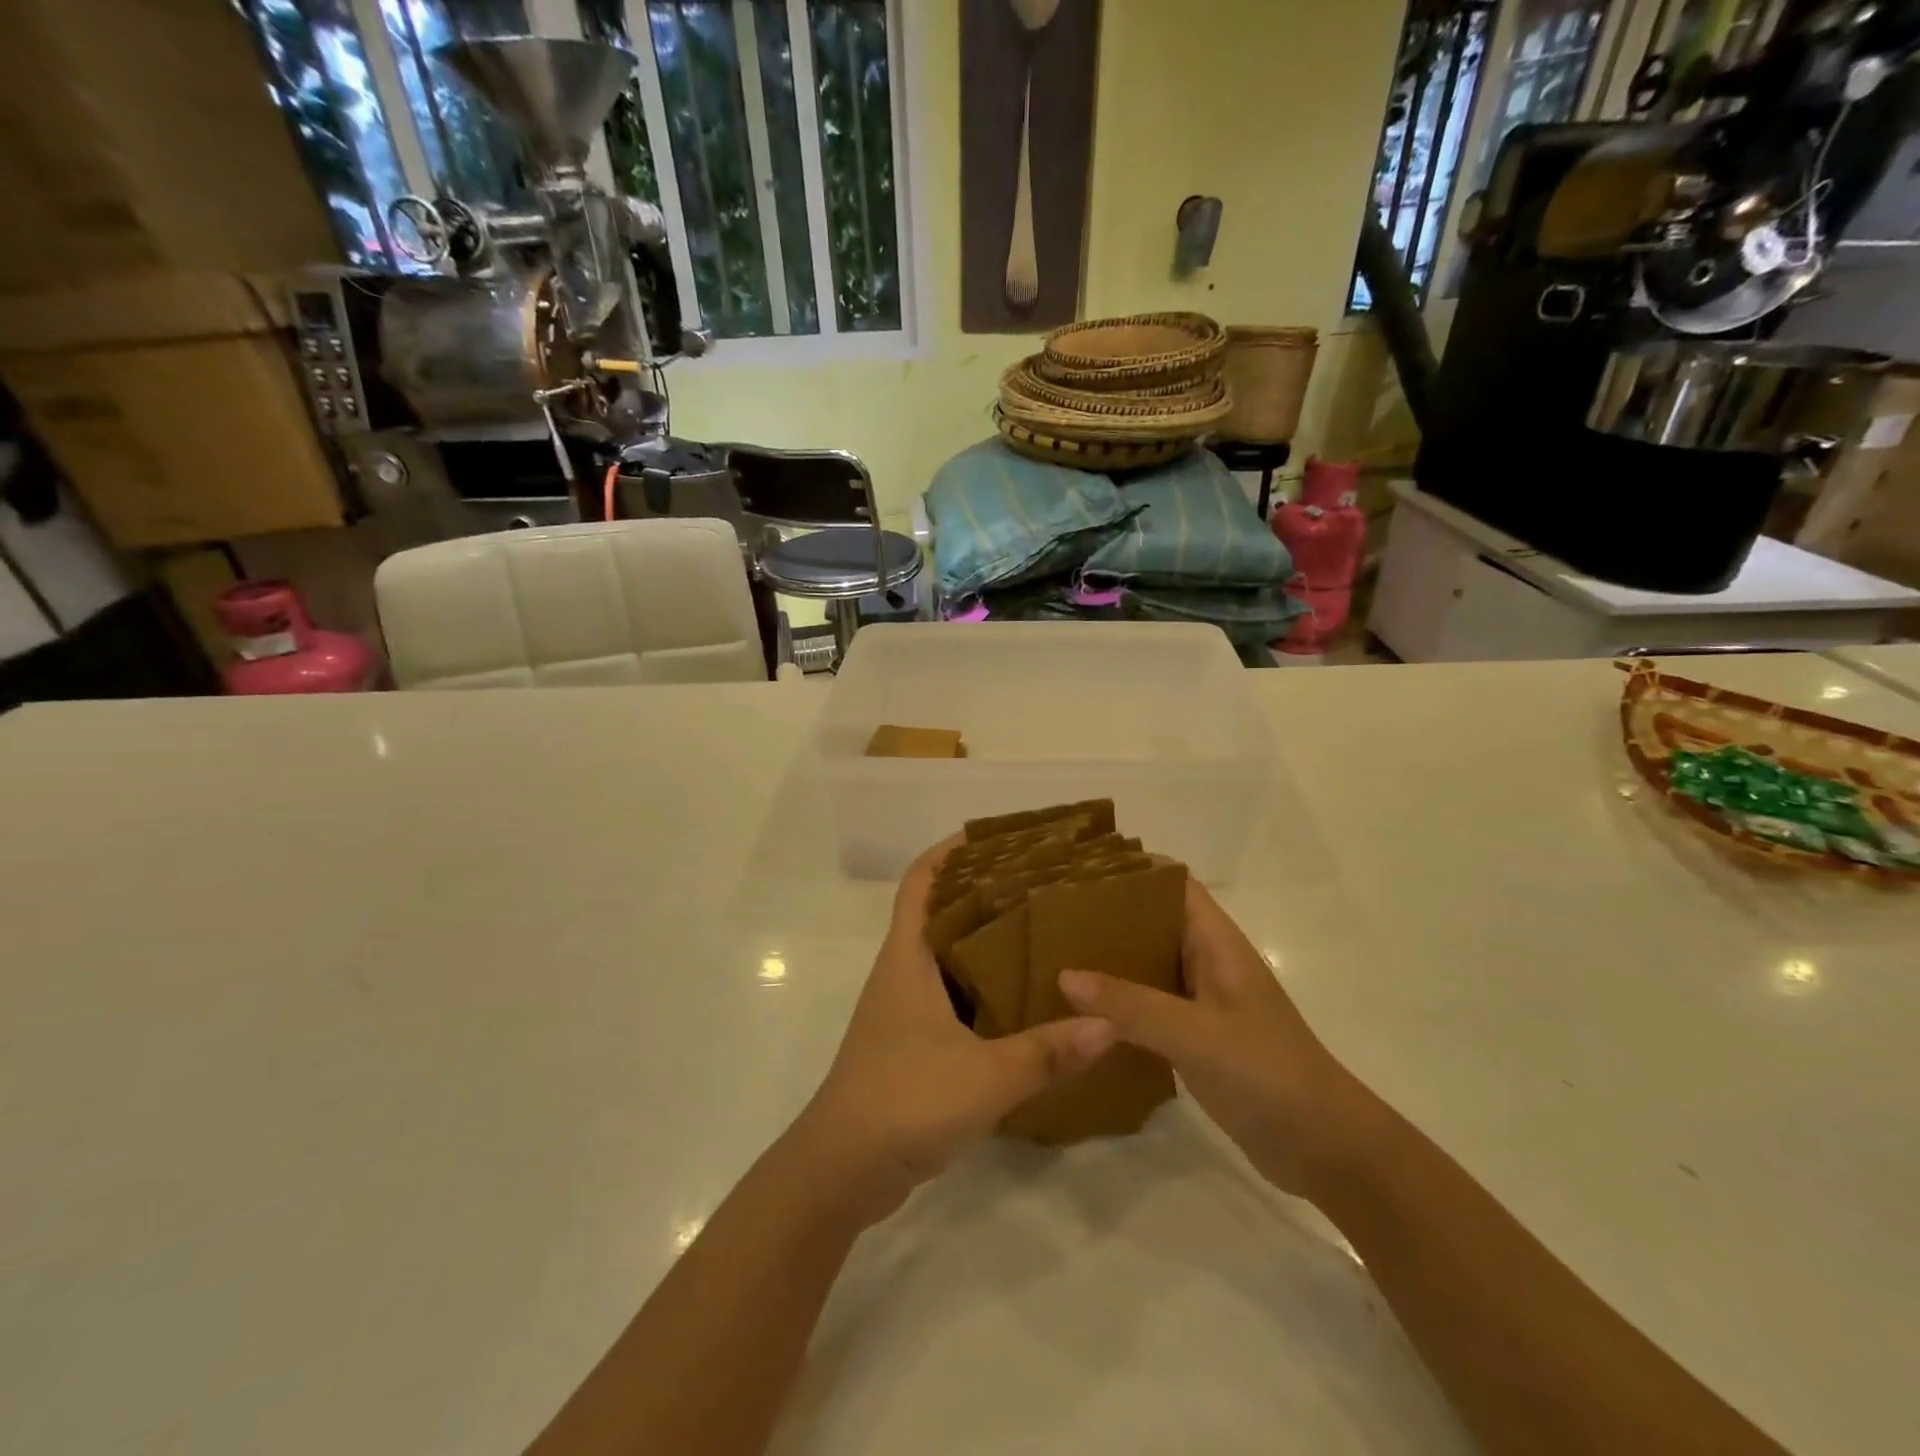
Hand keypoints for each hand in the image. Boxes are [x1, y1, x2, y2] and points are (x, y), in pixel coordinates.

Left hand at [792, 836, 1115, 1223]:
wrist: (842, 1171)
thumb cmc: (903, 1101)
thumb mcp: (985, 1076)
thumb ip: (1047, 1051)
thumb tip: (1108, 1023)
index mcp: (907, 959)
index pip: (921, 882)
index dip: (949, 851)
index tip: (995, 836)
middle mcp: (902, 974)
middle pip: (938, 913)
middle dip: (981, 891)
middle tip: (1038, 883)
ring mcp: (903, 1011)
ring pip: (946, 957)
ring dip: (983, 942)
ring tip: (1040, 932)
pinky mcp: (911, 1045)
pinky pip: (950, 997)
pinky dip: (981, 988)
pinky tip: (1021, 1001)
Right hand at [1058, 879, 1364, 1199]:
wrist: (1325, 1149)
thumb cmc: (1268, 1074)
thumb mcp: (1196, 1034)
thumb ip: (1131, 1004)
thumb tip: (1064, 974)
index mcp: (1216, 943)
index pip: (1172, 885)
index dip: (1132, 871)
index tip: (1078, 870)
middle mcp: (1207, 963)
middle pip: (1152, 922)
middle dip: (1107, 915)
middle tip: (1050, 916)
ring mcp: (1201, 1003)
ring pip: (1146, 966)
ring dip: (1107, 961)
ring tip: (1051, 956)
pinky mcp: (1195, 1039)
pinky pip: (1147, 1008)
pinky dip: (1116, 1004)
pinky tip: (1078, 1013)